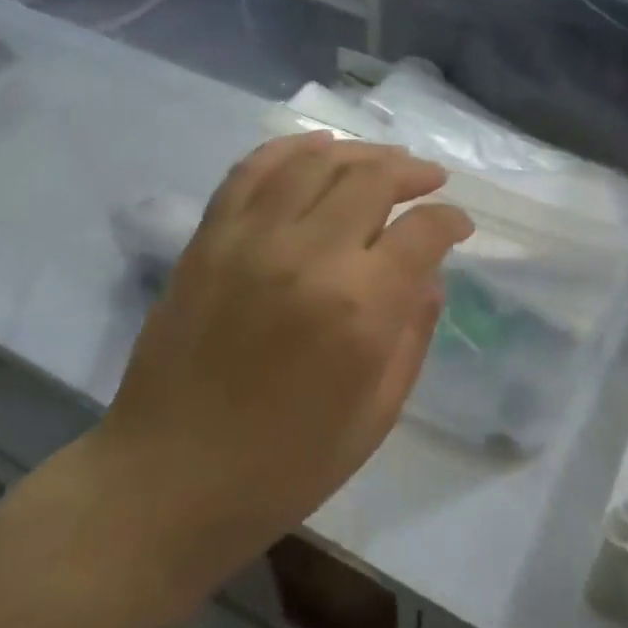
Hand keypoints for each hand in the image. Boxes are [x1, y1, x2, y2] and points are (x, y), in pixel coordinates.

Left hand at [96, 134, 472, 583]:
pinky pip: (253, 170)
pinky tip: (319, 147)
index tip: (460, 226)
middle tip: (431, 180)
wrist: (167, 480)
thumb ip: (413, 333)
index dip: (451, 221)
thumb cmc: (287, 463)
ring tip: (385, 160)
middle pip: (374, 179)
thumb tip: (428, 274)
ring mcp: (251, 239)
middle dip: (413, 172)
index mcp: (360, 307)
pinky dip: (291, 148)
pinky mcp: (209, 239)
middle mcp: (309, 255)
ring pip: (317, 161)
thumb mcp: (378, 413)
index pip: (423, 232)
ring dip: (362, 152)